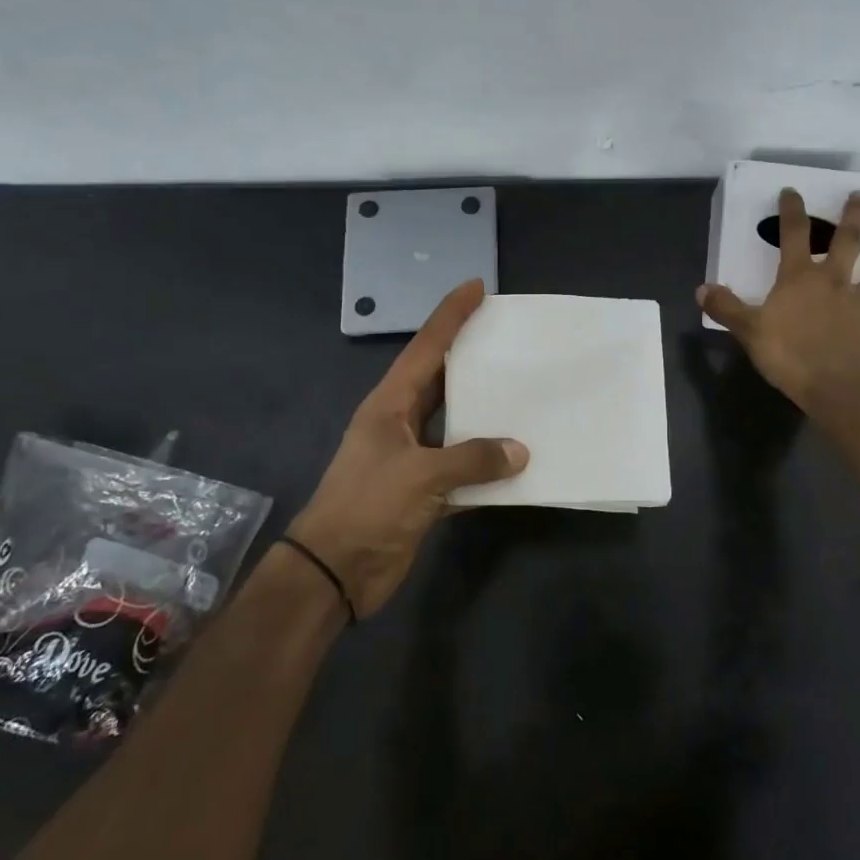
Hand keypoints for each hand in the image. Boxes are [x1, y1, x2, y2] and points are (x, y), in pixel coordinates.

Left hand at [288, 280, 525, 617]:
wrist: (334, 572)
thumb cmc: (368, 507)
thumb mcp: (420, 475)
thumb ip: (473, 458)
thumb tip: (521, 451)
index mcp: (390, 404)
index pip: (425, 348)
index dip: (450, 315)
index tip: (477, 287)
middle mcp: (401, 423)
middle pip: (442, 380)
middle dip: (472, 357)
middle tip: (510, 337)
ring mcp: (412, 458)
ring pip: (456, 425)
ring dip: (485, 414)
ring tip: (524, 393)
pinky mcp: (423, 492)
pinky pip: (463, 469)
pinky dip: (487, 467)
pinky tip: (518, 464)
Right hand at [697, 188, 859, 411]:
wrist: (835, 387)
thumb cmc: (788, 353)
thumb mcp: (748, 330)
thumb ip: (726, 308)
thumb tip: (702, 289)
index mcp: (800, 277)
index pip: (794, 233)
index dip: (792, 210)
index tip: (792, 191)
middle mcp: (834, 283)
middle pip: (849, 242)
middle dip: (855, 216)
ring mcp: (859, 307)